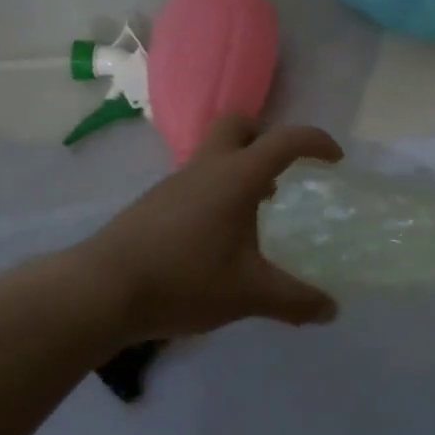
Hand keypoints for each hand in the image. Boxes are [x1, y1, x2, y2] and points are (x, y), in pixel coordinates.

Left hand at [60, 114, 344, 342]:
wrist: (99, 292)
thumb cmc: (184, 280)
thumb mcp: (249, 294)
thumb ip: (295, 300)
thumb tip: (332, 310)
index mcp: (237, 177)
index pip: (286, 140)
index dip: (316, 142)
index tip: (335, 159)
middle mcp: (206, 168)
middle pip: (237, 124)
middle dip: (264, 136)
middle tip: (282, 171)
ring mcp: (175, 184)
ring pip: (213, 154)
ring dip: (240, 169)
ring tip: (255, 213)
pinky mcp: (153, 204)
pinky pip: (196, 181)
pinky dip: (216, 192)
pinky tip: (217, 237)